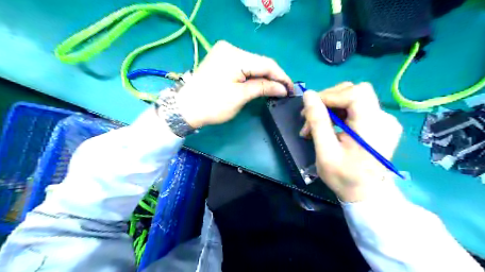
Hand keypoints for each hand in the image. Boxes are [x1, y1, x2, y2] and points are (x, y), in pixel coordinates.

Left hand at [173, 40, 290, 128]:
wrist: (186, 108)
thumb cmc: (213, 104)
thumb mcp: (240, 96)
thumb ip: (263, 87)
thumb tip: (283, 88)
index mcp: (235, 55)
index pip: (266, 63)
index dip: (281, 76)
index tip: (291, 89)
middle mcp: (230, 48)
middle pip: (260, 62)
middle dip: (273, 77)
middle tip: (284, 91)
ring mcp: (224, 52)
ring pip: (252, 64)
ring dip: (264, 76)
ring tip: (275, 89)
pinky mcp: (221, 59)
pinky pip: (243, 66)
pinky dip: (253, 75)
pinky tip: (261, 83)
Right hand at [302, 81, 401, 200]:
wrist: (365, 193)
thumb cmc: (344, 177)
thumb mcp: (325, 151)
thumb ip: (317, 121)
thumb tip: (308, 95)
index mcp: (373, 126)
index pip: (354, 93)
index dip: (330, 95)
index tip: (310, 108)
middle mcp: (384, 118)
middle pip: (354, 91)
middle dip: (328, 100)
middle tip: (310, 117)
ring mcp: (384, 120)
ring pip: (354, 97)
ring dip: (331, 106)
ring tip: (316, 124)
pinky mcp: (380, 123)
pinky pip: (357, 107)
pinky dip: (340, 112)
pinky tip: (330, 125)